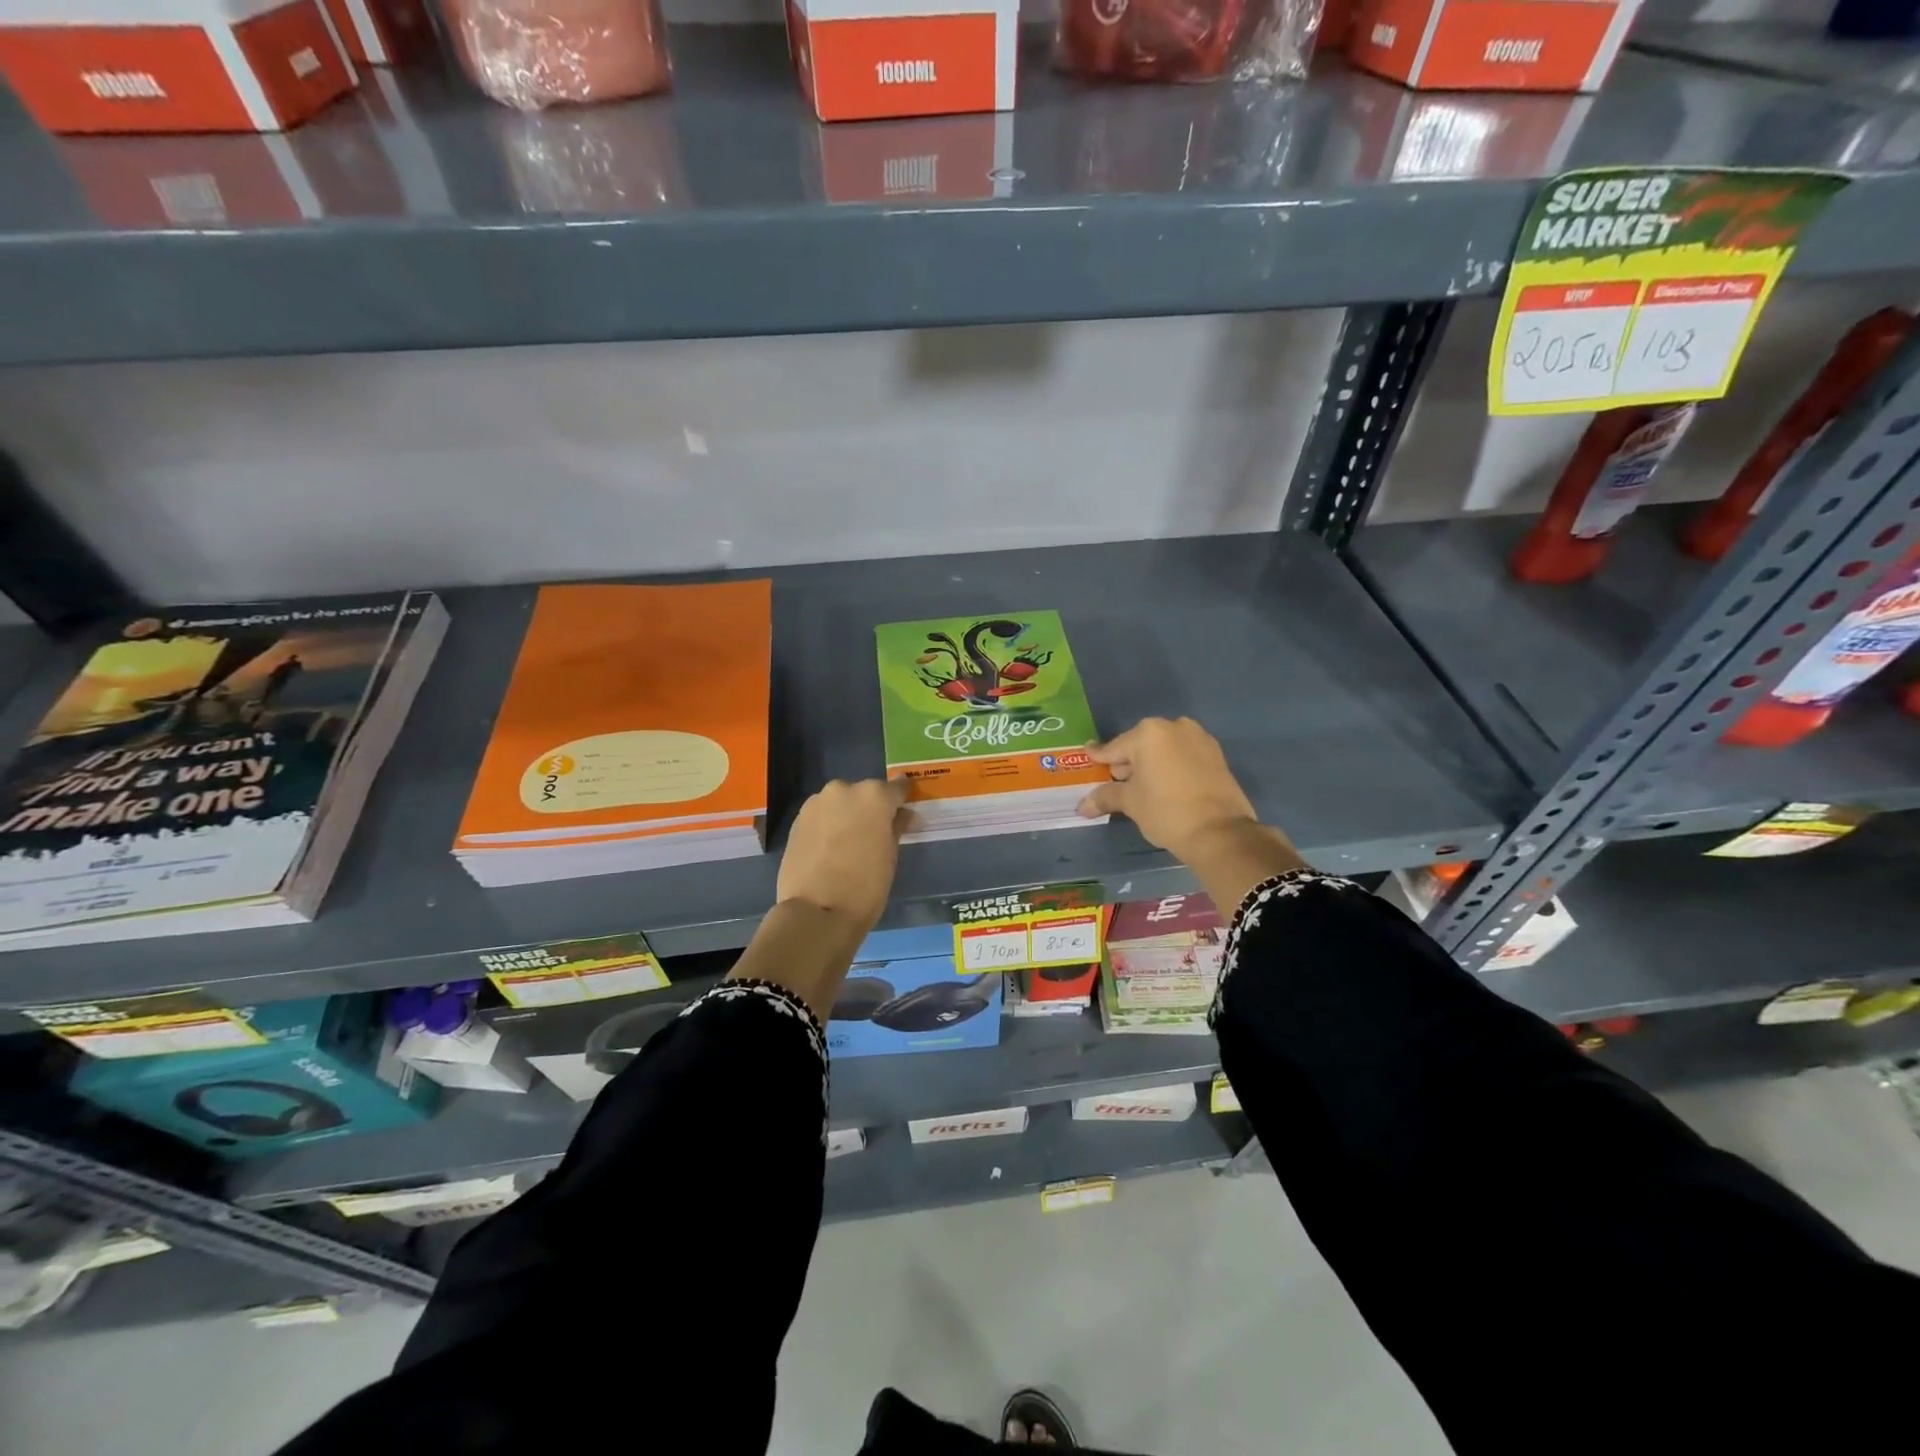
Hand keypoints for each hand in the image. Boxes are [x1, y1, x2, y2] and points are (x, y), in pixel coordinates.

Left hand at [776, 778, 908, 932]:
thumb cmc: (865, 885)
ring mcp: (817, 803)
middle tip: (876, 832)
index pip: (897, 787)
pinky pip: (821, 815)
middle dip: (871, 808)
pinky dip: (828, 825)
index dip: (903, 798)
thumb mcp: (890, 856)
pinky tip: (831, 847)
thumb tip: (902, 815)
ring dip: (847, 814)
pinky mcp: (797, 820)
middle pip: (864, 793)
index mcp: (874, 795)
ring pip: (840, 803)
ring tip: (850, 842)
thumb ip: (896, 827)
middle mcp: (844, 790)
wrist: (815, 911)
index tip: (905, 809)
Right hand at [1079, 718, 1305, 908]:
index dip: (1099, 758)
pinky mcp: (1216, 755)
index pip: (1114, 748)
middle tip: (1117, 783)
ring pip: (1164, 750)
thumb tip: (1081, 806)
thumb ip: (1105, 797)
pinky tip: (1166, 786)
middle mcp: (1174, 727)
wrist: (1219, 832)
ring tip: (1142, 787)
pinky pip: (1183, 756)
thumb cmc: (1166, 811)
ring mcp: (1199, 738)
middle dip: (1128, 763)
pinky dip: (1171, 767)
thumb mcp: (1131, 803)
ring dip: (1151, 764)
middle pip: (1140, 745)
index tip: (1088, 757)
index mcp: (1148, 733)